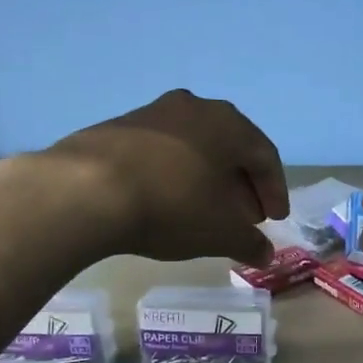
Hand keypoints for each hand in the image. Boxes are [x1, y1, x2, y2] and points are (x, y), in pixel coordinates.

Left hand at [47, 90, 287, 265]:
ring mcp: (152, 113)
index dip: (274, 191)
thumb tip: (265, 254)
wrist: (87, 190)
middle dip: (241, 185)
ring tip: (205, 211)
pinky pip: (161, 152)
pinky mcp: (118, 127)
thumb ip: (249, 242)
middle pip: (230, 148)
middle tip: (244, 217)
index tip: (274, 219)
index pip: (265, 156)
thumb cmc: (173, 206)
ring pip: (194, 147)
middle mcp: (194, 108)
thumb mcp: (220, 233)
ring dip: (207, 178)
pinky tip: (167, 200)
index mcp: (228, 124)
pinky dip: (175, 175)